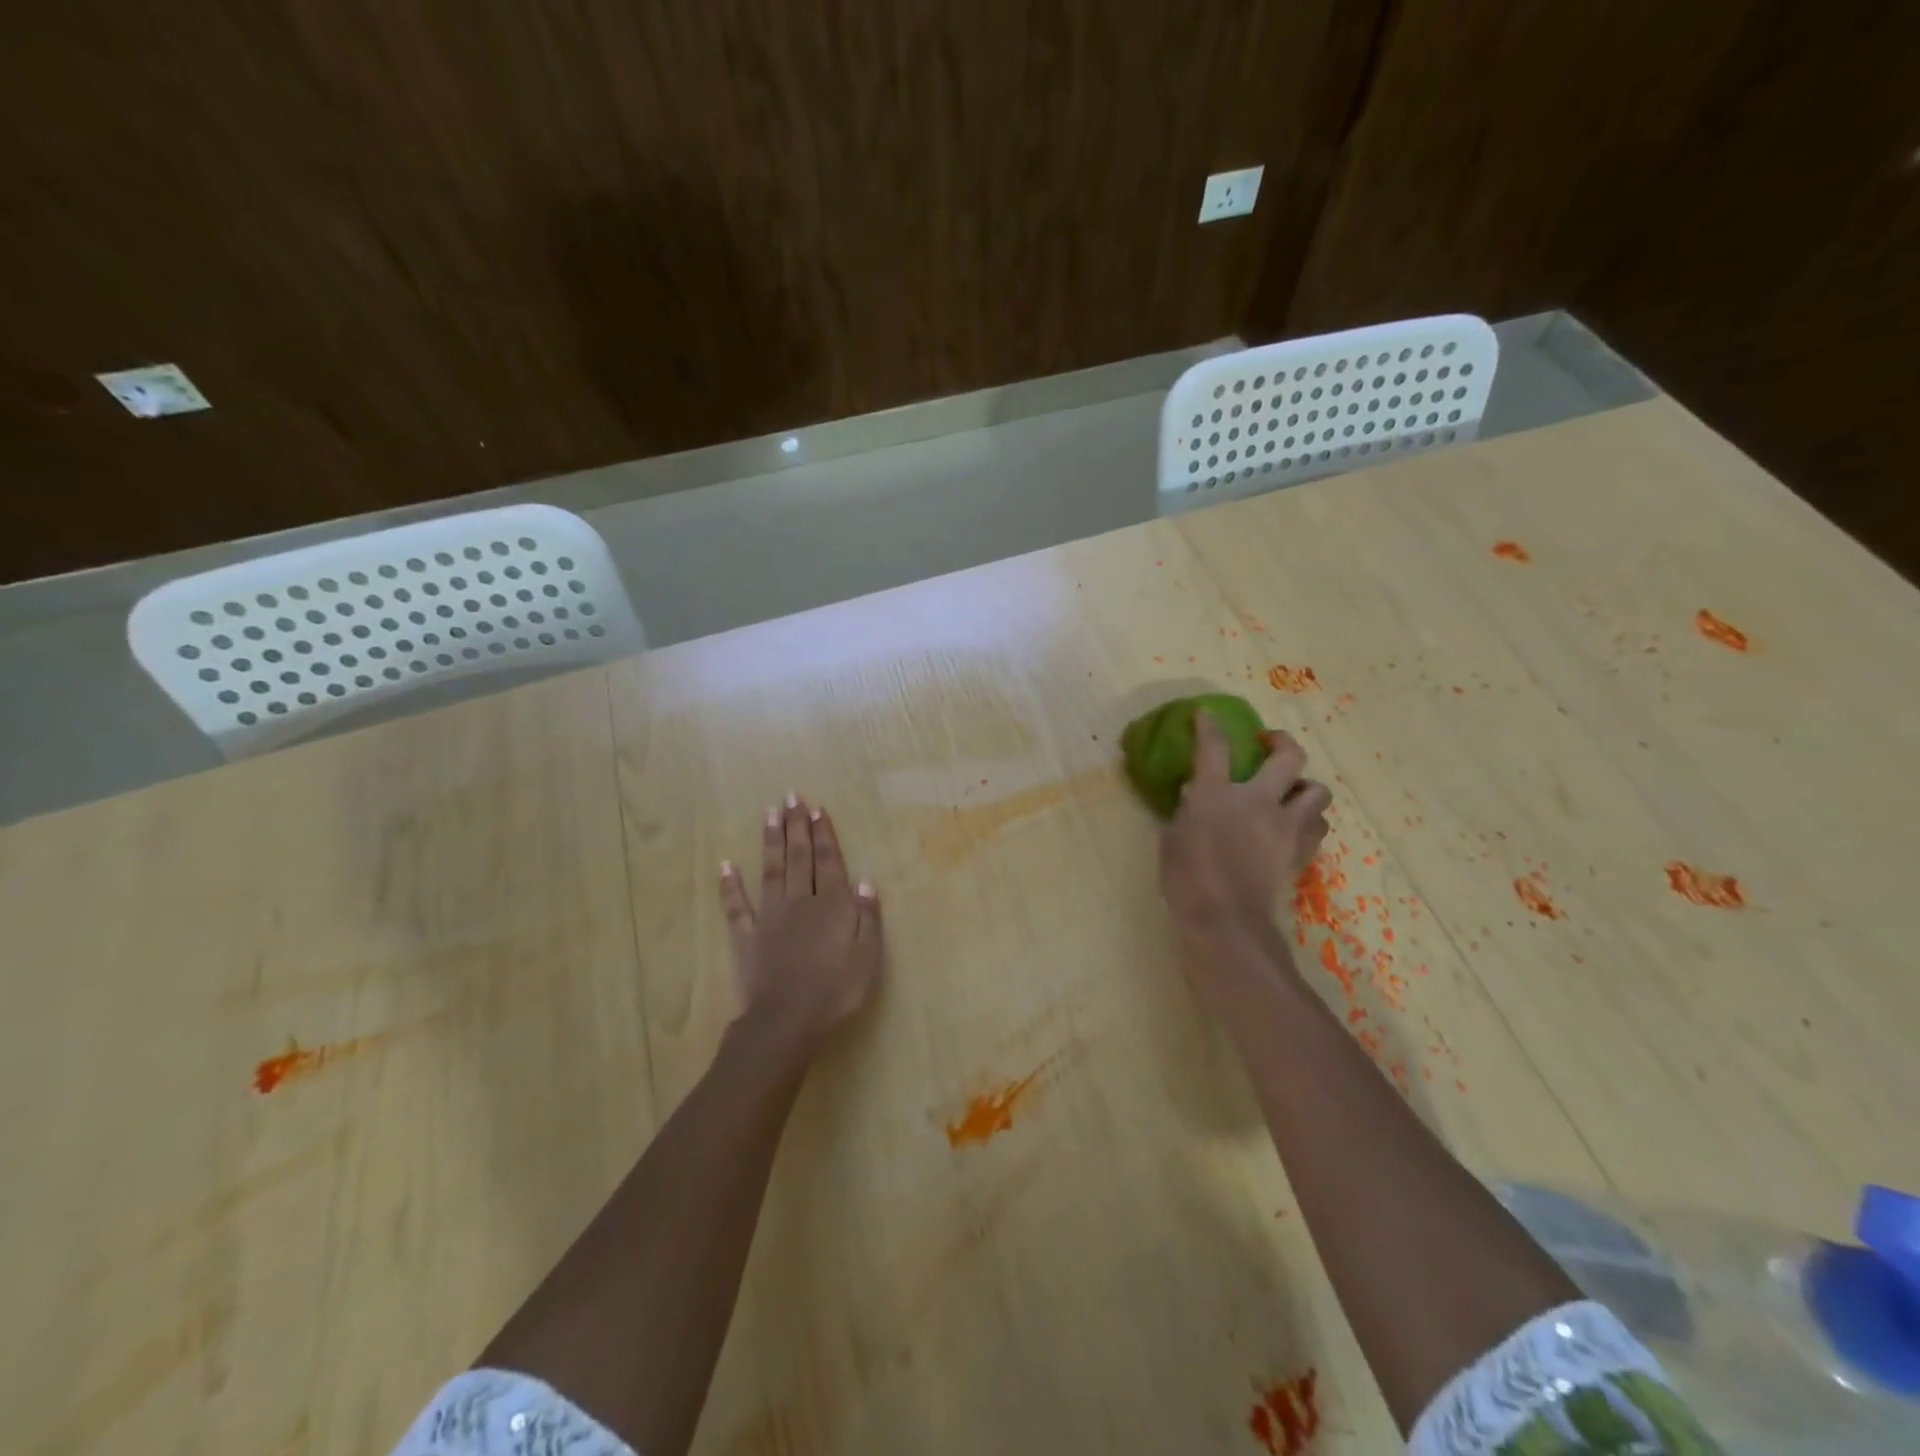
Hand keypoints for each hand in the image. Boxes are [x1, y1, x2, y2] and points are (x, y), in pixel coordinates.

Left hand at [719, 795, 883, 1056]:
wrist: (787, 1020)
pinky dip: (730, 885)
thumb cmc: (835, 991)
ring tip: (769, 814)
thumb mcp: (868, 957)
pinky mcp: (747, 936)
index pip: (829, 861)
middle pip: (799, 857)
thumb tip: (865, 881)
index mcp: (831, 905)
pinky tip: (726, 865)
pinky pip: (737, 906)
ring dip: (770, 841)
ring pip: (771, 871)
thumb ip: (867, 917)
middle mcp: (800, 901)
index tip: (817, 808)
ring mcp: (770, 917)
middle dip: (796, 826)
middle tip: (792, 796)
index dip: (824, 834)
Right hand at [1159, 714, 1331, 948]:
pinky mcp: (1298, 853)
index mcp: (1217, 794)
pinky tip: (1293, 828)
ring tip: (1291, 794)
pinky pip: (1316, 828)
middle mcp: (1258, 801)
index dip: (1209, 726)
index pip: (1214, 748)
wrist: (1225, 919)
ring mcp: (1284, 827)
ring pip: (1317, 792)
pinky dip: (1308, 823)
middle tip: (1271, 743)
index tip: (1207, 714)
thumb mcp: (1172, 838)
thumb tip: (1194, 795)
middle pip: (1289, 758)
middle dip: (1283, 742)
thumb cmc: (1186, 877)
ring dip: (1306, 788)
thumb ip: (1185, 812)